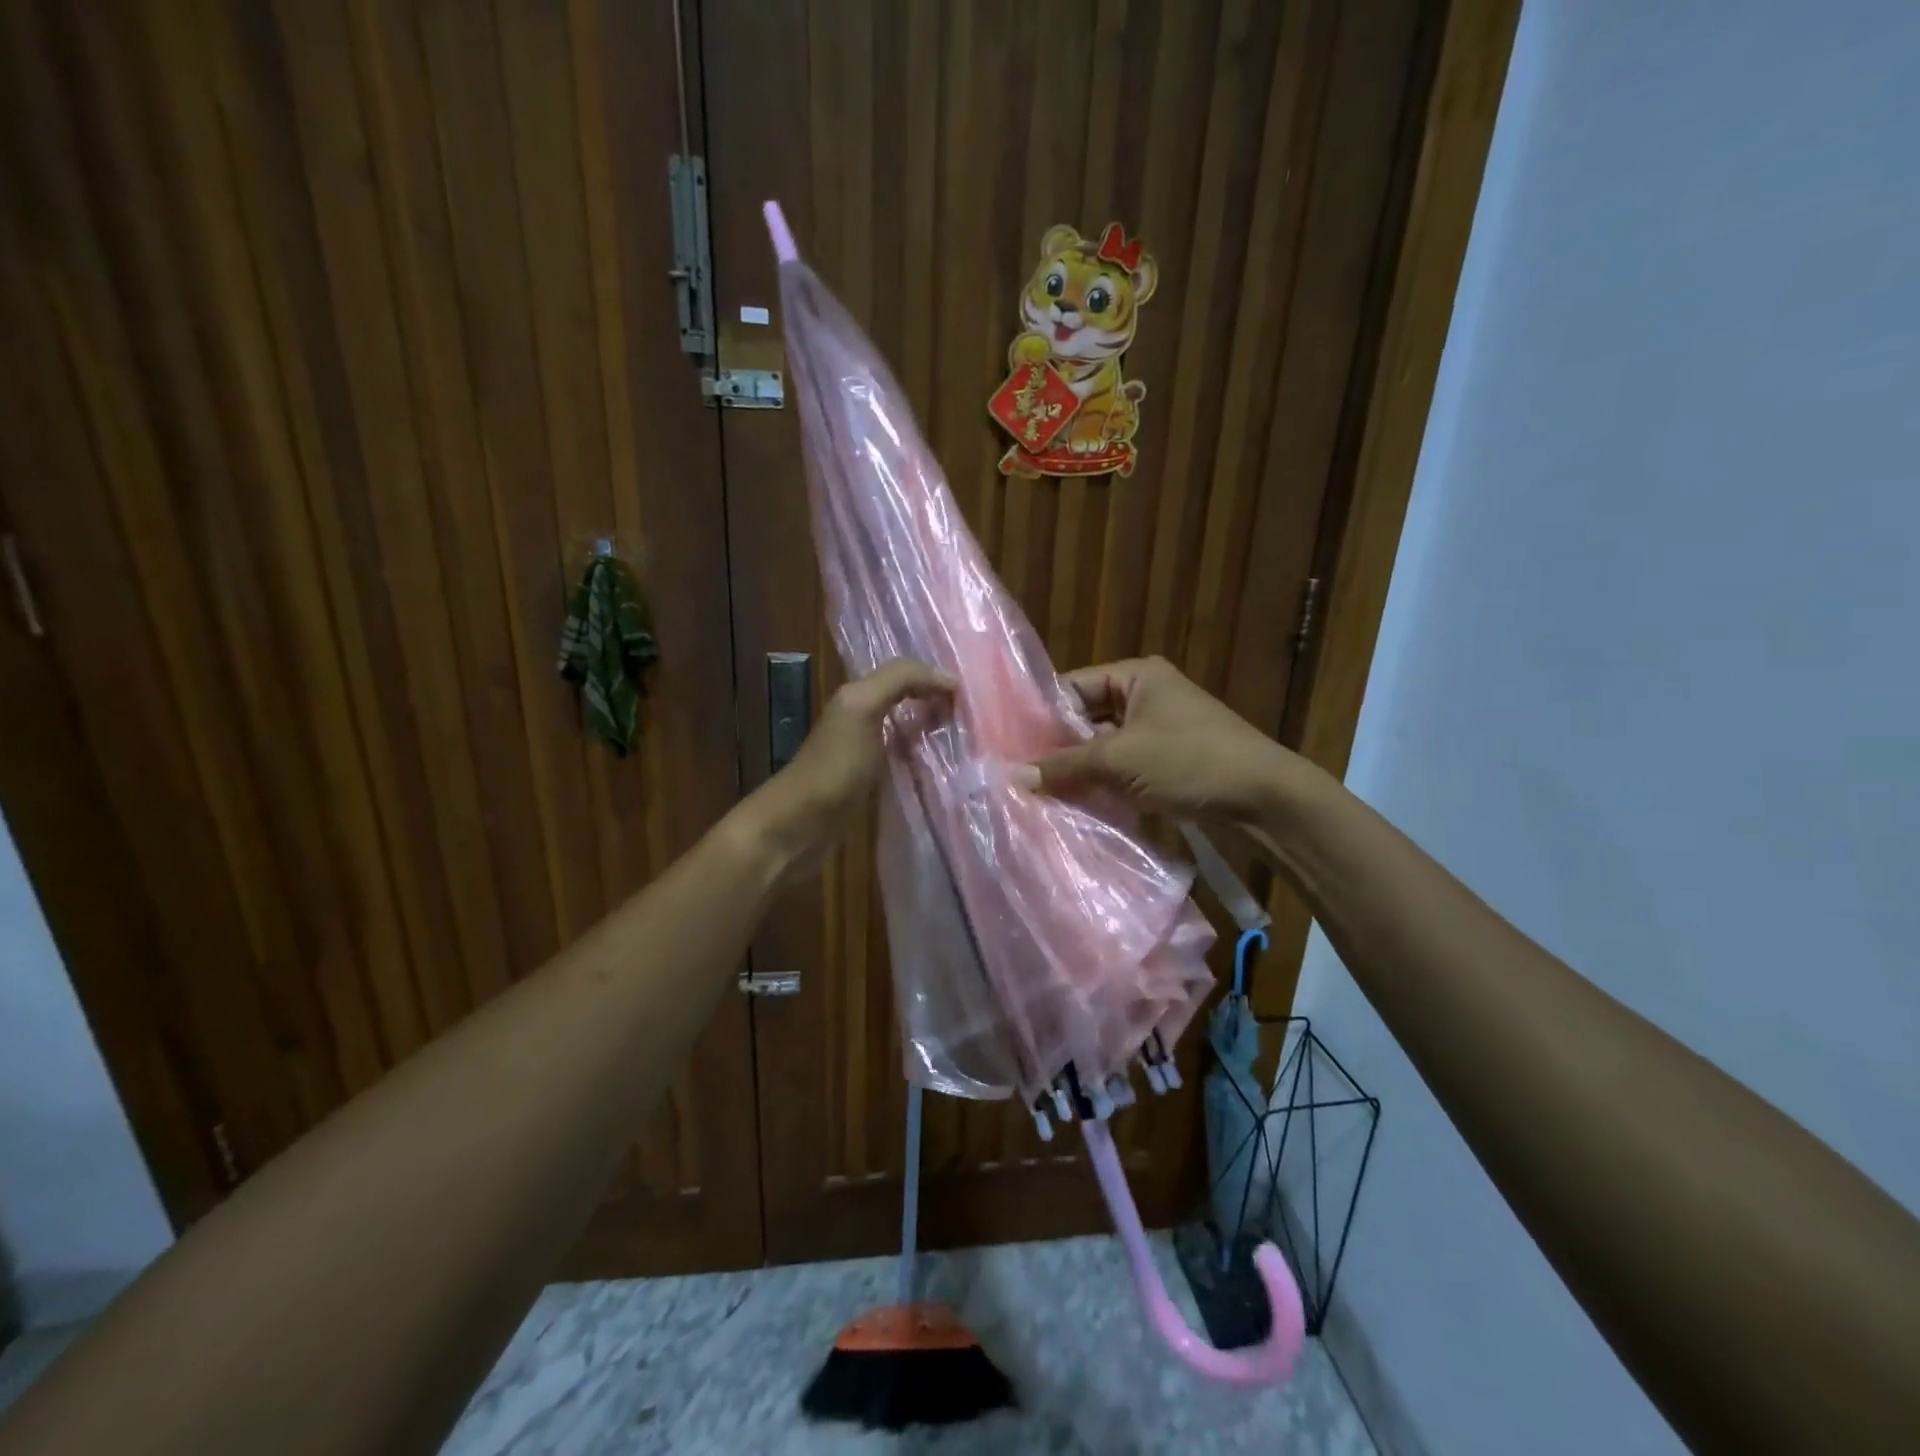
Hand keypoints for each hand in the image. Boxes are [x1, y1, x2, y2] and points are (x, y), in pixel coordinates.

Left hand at [746, 658, 954, 875]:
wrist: (799, 826)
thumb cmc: (834, 767)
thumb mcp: (863, 709)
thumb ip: (900, 680)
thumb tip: (949, 679)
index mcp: (859, 696)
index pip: (906, 673)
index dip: (935, 678)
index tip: (971, 697)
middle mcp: (863, 717)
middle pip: (909, 699)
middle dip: (940, 702)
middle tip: (975, 718)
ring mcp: (867, 752)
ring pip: (909, 729)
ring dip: (936, 730)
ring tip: (969, 740)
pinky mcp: (872, 783)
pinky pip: (906, 760)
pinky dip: (927, 758)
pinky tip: (946, 768)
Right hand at [1019, 656, 1298, 820]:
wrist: (1263, 797)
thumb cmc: (1189, 760)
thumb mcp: (1120, 758)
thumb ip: (1065, 765)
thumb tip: (1013, 777)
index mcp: (1136, 676)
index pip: (1073, 686)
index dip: (1042, 714)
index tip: (1009, 743)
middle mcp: (1146, 696)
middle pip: (1086, 717)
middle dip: (1058, 747)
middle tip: (1019, 772)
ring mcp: (1159, 730)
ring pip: (1103, 746)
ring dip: (1079, 769)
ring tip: (1040, 792)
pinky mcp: (1168, 762)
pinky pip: (1123, 767)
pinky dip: (1102, 783)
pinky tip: (1075, 804)